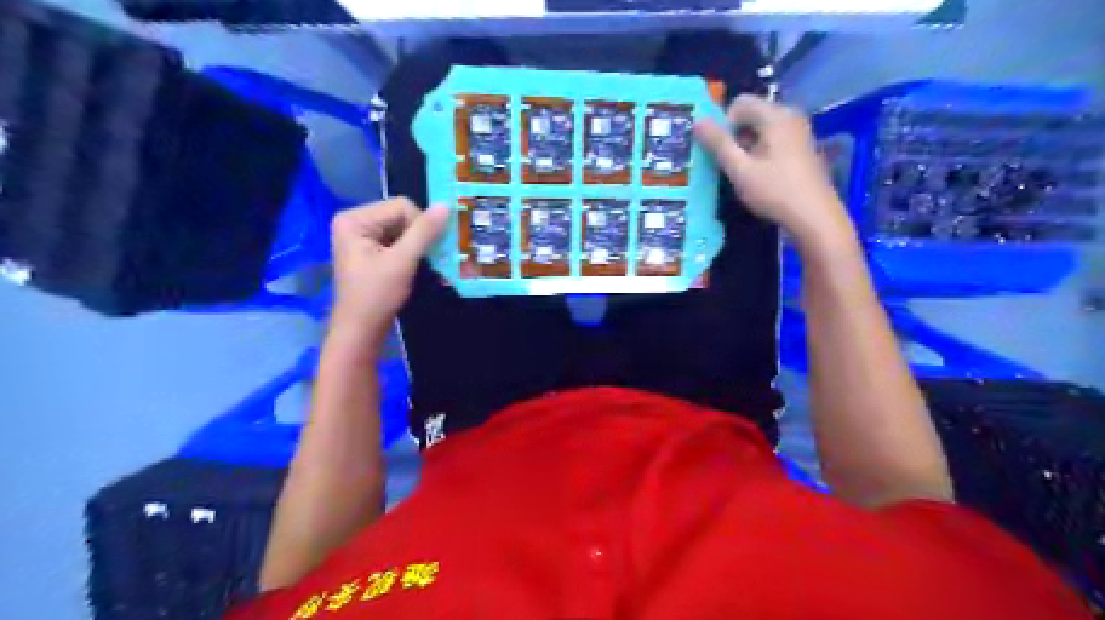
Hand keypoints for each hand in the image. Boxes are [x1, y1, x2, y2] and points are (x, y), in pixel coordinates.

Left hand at [326, 198, 448, 344]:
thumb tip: (446, 205)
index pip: (401, 206)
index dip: (421, 225)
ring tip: (426, 264)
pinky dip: (413, 252)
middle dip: (420, 236)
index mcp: (355, 219)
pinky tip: (418, 267)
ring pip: (404, 230)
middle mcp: (356, 222)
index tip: (428, 250)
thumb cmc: (377, 296)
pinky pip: (399, 242)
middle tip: (430, 257)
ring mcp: (362, 237)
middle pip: (402, 216)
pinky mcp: (371, 251)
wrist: (361, 331)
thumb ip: (424, 232)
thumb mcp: (403, 261)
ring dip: (419, 246)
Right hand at [698, 94, 853, 249]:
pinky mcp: (802, 149)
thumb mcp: (740, 169)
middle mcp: (790, 116)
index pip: (739, 103)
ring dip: (746, 148)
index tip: (722, 153)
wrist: (815, 217)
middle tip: (730, 166)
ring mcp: (799, 132)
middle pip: (751, 115)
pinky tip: (761, 177)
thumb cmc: (775, 191)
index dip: (723, 125)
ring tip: (744, 174)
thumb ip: (718, 143)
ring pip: (761, 130)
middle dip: (734, 137)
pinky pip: (773, 141)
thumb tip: (697, 121)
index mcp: (775, 115)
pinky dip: (761, 154)